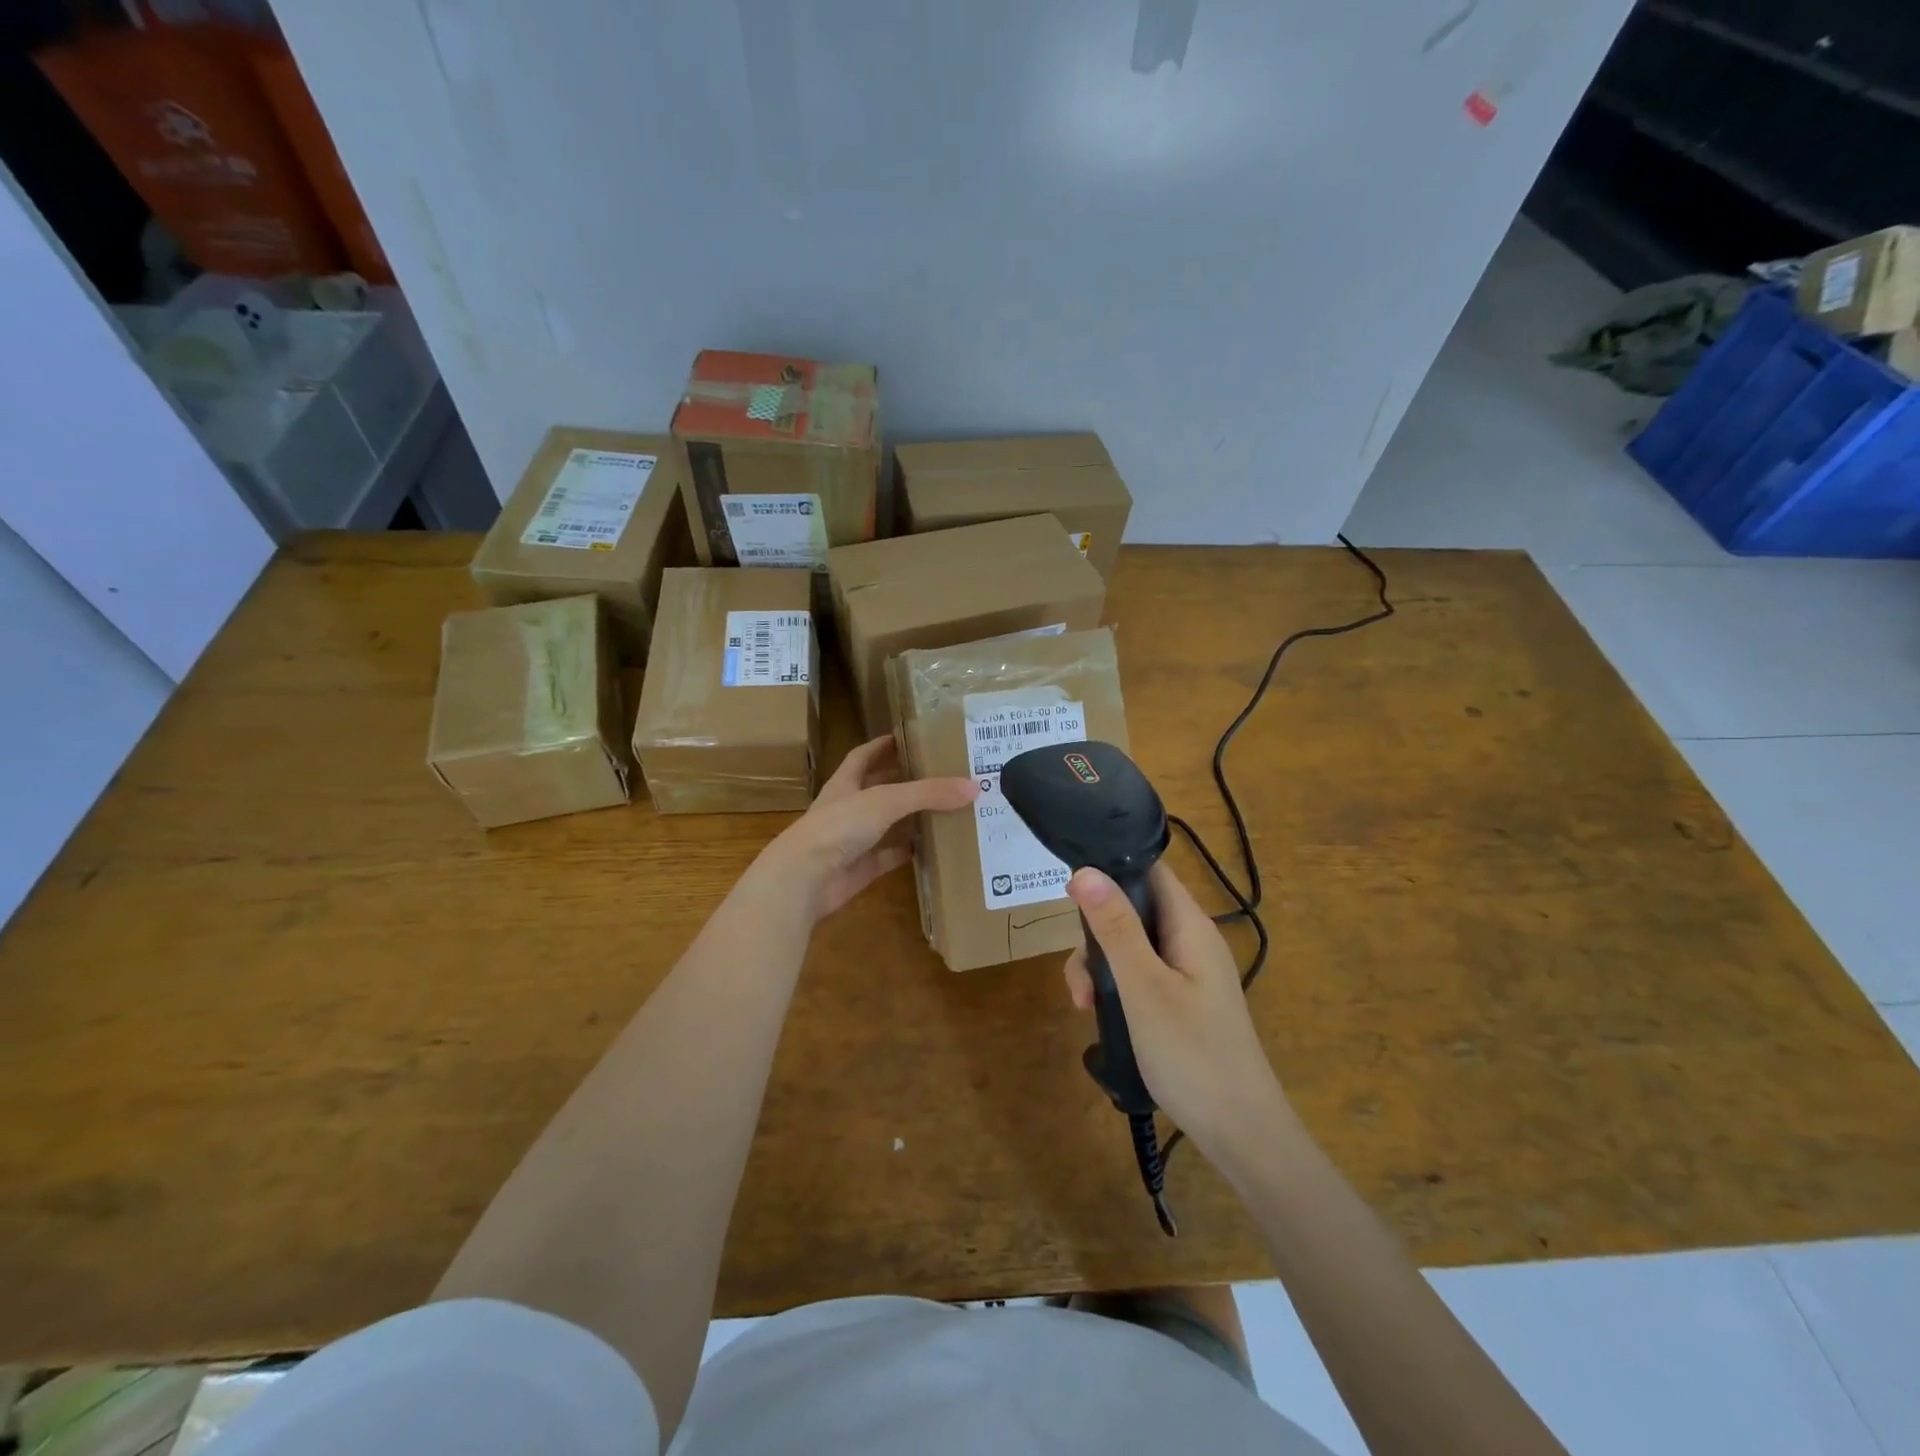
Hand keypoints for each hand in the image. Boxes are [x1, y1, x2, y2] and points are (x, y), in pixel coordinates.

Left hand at [756, 735, 976, 918]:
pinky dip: (907, 852)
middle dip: (904, 782)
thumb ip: (928, 793)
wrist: (804, 880)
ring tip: (945, 808)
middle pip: (878, 789)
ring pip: (886, 825)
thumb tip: (973, 786)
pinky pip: (888, 857)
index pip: (864, 756)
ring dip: (910, 818)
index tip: (909, 737)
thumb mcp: (886, 800)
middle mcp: (847, 808)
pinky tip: (931, 848)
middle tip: (939, 774)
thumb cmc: (838, 827)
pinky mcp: (859, 869)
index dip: (883, 745)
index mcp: (845, 783)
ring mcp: (852, 841)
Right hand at [1063, 863, 1287, 1153]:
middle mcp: (1190, 940)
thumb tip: (1085, 870)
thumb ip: (1115, 927)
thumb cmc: (1192, 1053)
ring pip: (1130, 945)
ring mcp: (1187, 972)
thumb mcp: (1143, 987)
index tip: (1069, 893)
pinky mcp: (1181, 1000)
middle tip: (1080, 979)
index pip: (1149, 870)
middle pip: (1132, 909)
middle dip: (1096, 934)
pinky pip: (1140, 974)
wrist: (1242, 1134)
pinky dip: (1116, 987)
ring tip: (1084, 1006)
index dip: (1110, 869)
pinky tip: (1100, 1016)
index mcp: (1189, 925)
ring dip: (1100, 967)